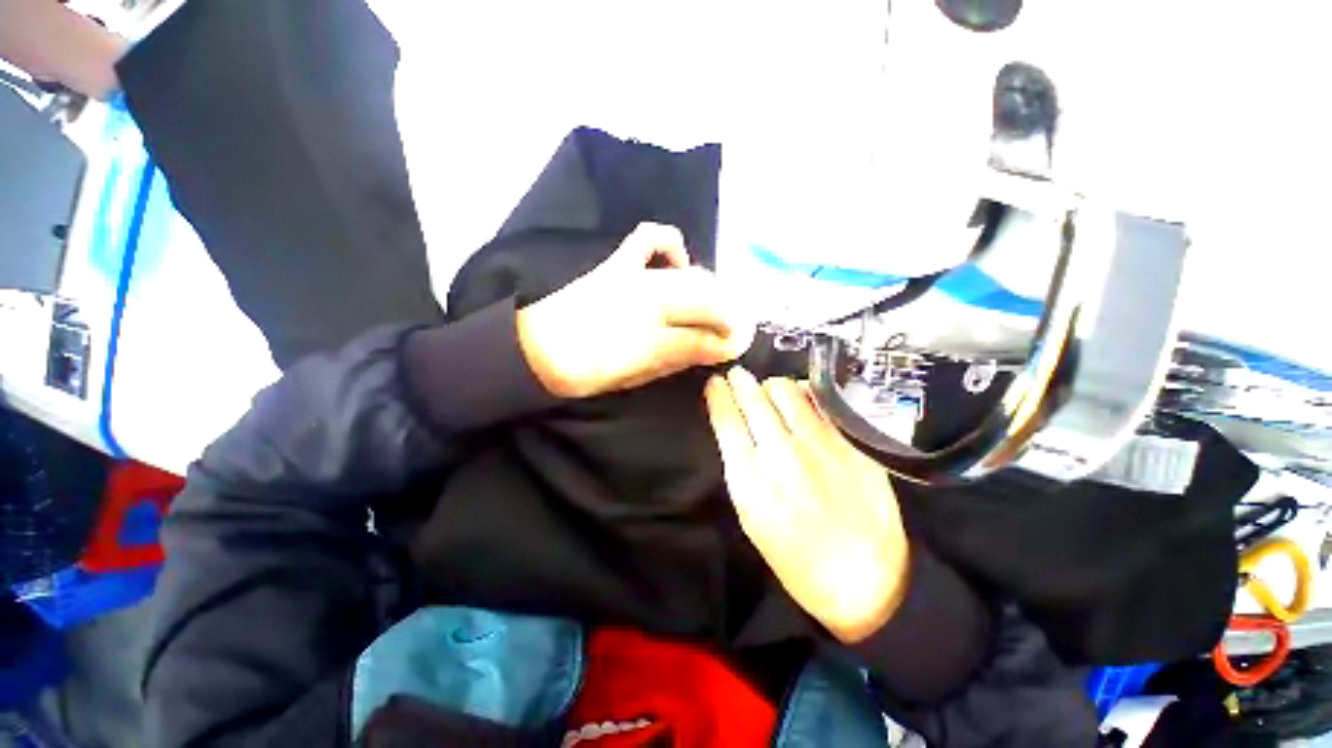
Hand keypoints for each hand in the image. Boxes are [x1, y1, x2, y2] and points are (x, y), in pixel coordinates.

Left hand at [516, 222, 754, 398]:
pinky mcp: (616, 263)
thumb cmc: (587, 371)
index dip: (727, 339)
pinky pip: (648, 238)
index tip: (739, 343)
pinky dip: (668, 244)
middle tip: (732, 326)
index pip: (704, 336)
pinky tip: (676, 260)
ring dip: (709, 286)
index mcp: (650, 338)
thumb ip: (679, 358)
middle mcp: (649, 302)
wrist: (534, 349)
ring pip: (689, 274)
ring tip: (711, 300)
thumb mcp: (636, 375)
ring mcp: (633, 277)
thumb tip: (716, 348)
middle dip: (728, 312)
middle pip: (705, 299)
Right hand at [705, 368, 909, 642]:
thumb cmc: (794, 555)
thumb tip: (734, 424)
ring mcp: (820, 444)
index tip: (715, 384)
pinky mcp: (851, 442)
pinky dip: (804, 393)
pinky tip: (802, 400)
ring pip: (785, 388)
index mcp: (750, 478)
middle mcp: (782, 453)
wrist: (863, 581)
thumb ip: (739, 464)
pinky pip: (820, 398)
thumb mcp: (750, 515)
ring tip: (771, 393)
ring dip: (771, 386)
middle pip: (753, 396)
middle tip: (737, 376)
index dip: (718, 394)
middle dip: (740, 381)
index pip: (726, 417)